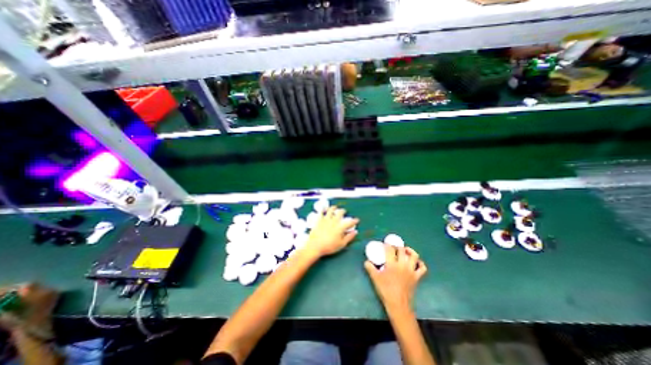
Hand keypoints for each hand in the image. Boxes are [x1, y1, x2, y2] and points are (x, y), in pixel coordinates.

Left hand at [305, 207, 358, 257]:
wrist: (315, 246)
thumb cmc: (329, 246)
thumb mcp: (341, 244)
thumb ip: (349, 237)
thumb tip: (355, 232)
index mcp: (340, 227)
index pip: (349, 222)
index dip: (354, 221)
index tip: (357, 220)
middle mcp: (334, 221)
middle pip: (340, 213)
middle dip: (343, 211)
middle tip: (344, 211)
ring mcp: (326, 220)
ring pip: (330, 210)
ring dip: (333, 208)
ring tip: (335, 207)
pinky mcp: (319, 220)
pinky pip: (321, 212)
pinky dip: (322, 209)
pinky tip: (323, 208)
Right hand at [365, 245, 428, 310]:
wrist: (398, 304)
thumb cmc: (385, 290)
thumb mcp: (375, 278)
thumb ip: (370, 268)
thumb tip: (366, 261)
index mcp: (392, 264)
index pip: (390, 249)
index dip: (387, 244)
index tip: (385, 244)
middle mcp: (402, 265)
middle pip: (402, 250)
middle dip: (397, 246)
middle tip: (394, 247)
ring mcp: (411, 271)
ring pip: (414, 256)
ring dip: (410, 251)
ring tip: (405, 250)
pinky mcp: (417, 277)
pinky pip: (422, 268)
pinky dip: (420, 263)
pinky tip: (416, 262)